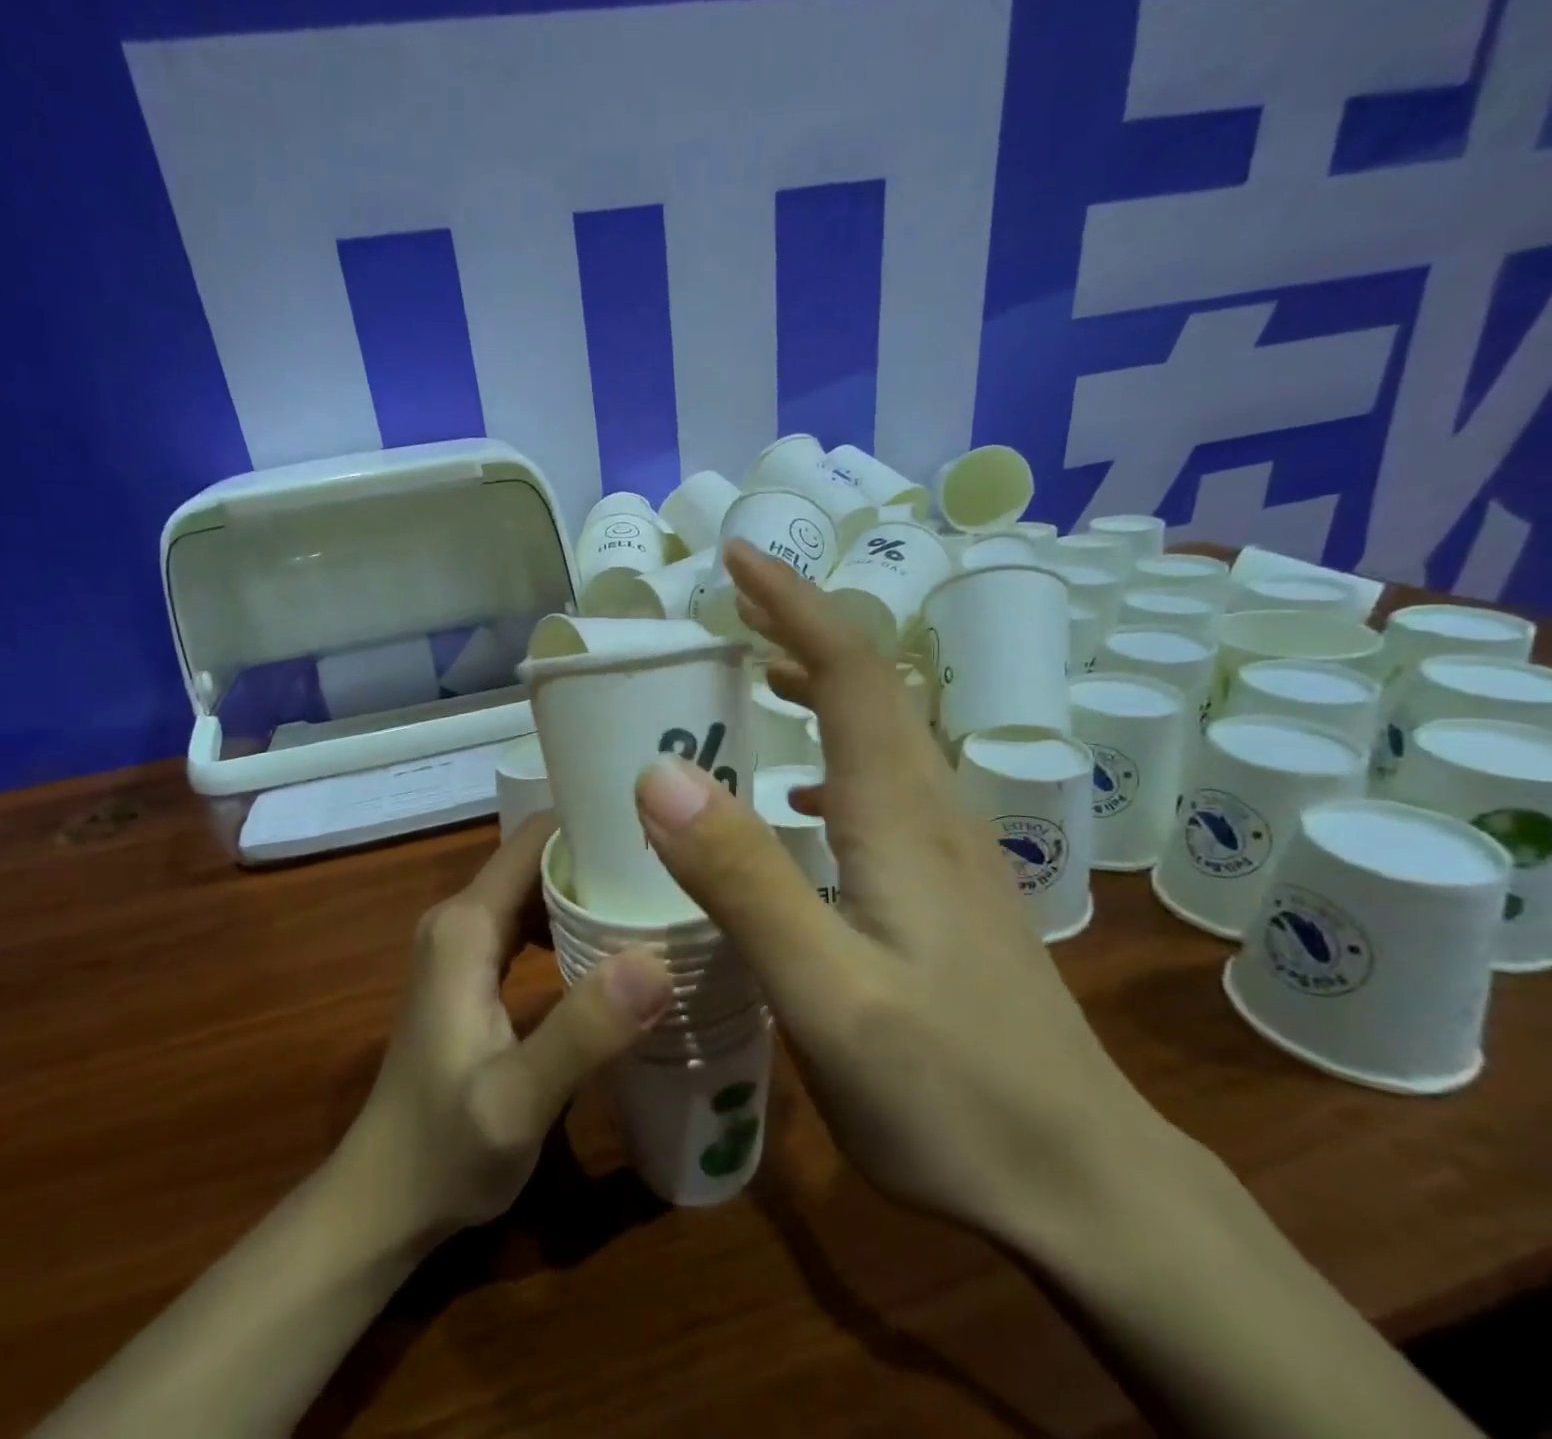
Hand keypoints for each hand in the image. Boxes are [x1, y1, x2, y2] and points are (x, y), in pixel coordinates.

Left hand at [342, 817, 674, 1245]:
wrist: (385, 1202)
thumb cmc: (445, 1153)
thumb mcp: (518, 1101)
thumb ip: (583, 1031)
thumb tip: (656, 960)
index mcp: (466, 925)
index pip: (535, 838)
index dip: (593, 824)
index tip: (658, 833)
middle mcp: (461, 918)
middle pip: (540, 857)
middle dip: (602, 855)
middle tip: (674, 870)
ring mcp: (464, 943)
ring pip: (536, 888)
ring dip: (591, 887)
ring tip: (656, 898)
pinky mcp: (473, 969)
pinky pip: (530, 921)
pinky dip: (572, 920)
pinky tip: (615, 946)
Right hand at [631, 543, 1174, 1244]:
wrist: (1084, 1187)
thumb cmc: (952, 1094)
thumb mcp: (826, 993)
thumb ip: (743, 880)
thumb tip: (660, 774)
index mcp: (900, 816)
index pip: (849, 671)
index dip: (794, 603)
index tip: (739, 557)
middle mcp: (932, 814)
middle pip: (872, 689)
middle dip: (802, 631)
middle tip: (733, 610)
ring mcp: (950, 855)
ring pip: (883, 737)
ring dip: (819, 690)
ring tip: (753, 680)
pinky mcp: (951, 894)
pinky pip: (885, 789)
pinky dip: (834, 759)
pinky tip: (801, 804)